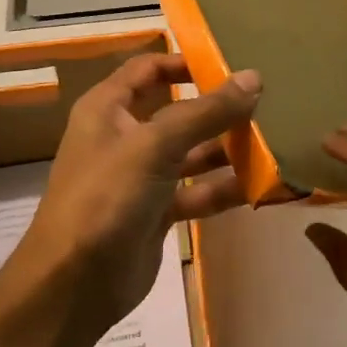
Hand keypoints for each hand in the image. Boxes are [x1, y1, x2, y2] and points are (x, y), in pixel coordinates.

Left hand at [21, 54, 260, 334]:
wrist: (74, 284)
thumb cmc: (106, 197)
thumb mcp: (156, 146)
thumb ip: (206, 112)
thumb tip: (253, 77)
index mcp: (108, 109)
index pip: (148, 69)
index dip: (184, 61)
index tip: (230, 63)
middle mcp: (124, 137)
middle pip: (177, 111)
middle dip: (216, 107)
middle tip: (265, 101)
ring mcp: (141, 177)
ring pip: (191, 152)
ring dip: (226, 148)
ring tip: (272, 140)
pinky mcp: (156, 212)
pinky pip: (196, 191)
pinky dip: (223, 188)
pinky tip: (259, 185)